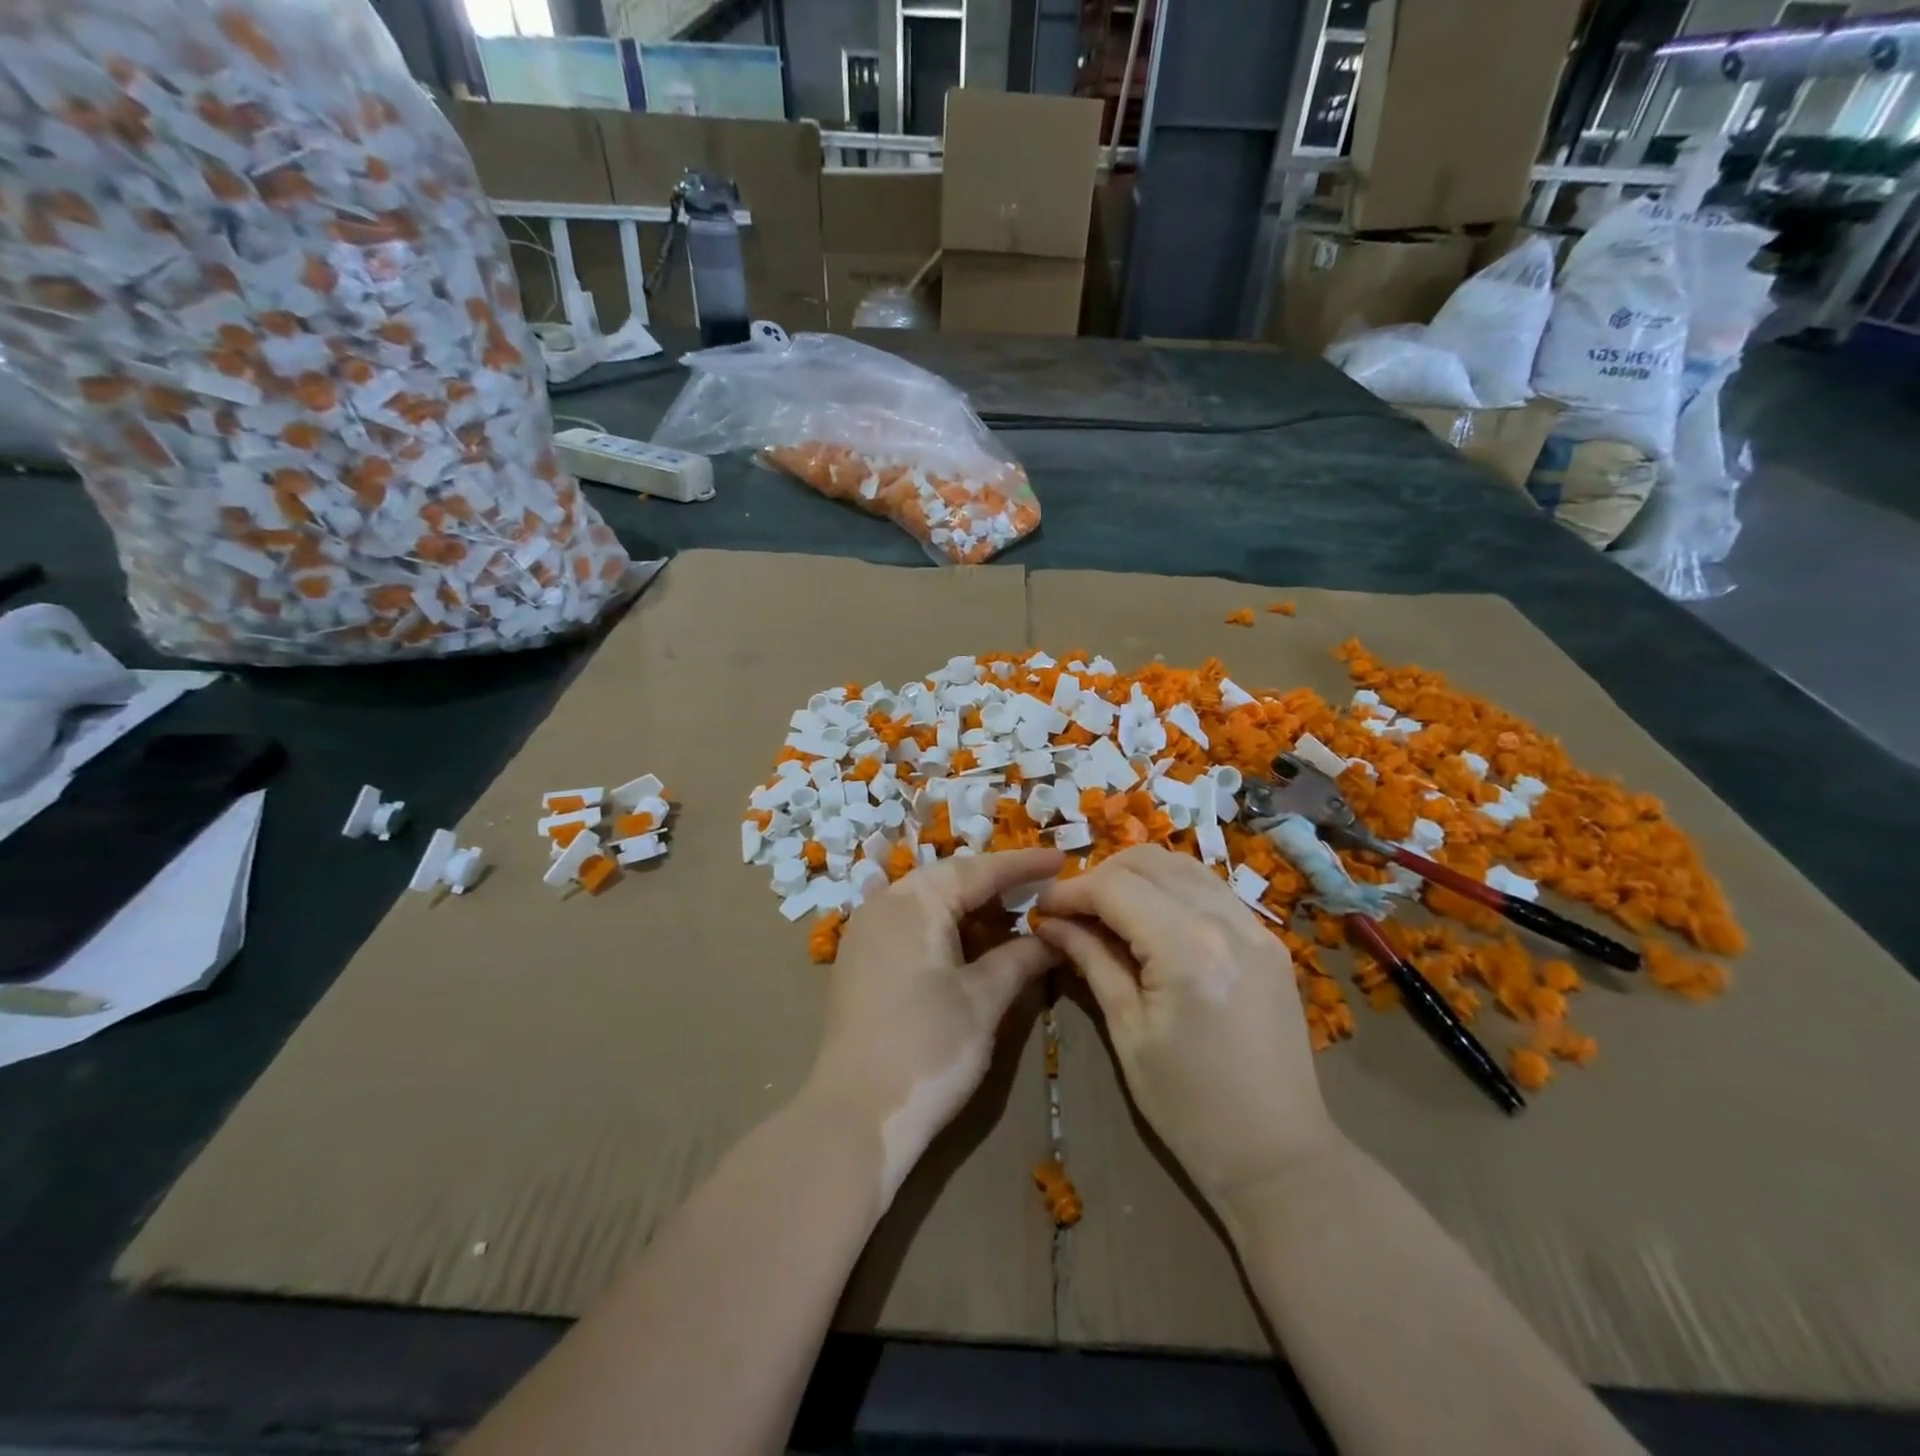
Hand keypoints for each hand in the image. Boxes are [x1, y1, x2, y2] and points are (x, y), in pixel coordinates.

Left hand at [806, 847, 1063, 1197]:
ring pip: (929, 901)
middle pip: (951, 880)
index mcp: (915, 901)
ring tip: (1016, 919)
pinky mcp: (860, 959)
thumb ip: (1021, 958)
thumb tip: (1053, 936)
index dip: (1024, 865)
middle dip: (998, 885)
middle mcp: (884, 903)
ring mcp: (866, 931)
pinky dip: (947, 927)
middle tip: (1043, 890)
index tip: (1063, 859)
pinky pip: (911, 924)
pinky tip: (974, 946)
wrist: (855, 1116)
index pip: (979, 870)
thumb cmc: (928, 1050)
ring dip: (972, 907)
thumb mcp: (984, 1000)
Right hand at [1035, 846, 1339, 1207]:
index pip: (1115, 888)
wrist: (1279, 1157)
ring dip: (1137, 875)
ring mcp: (1256, 927)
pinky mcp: (1268, 941)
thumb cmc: (1189, 1108)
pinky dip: (1172, 888)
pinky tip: (1151, 918)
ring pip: (1183, 865)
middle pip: (1149, 862)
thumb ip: (1091, 961)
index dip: (1071, 892)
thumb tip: (1050, 922)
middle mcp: (1227, 922)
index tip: (1041, 908)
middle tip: (1072, 910)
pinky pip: (1211, 889)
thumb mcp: (1128, 1032)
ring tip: (1107, 909)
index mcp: (1188, 950)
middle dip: (1101, 876)